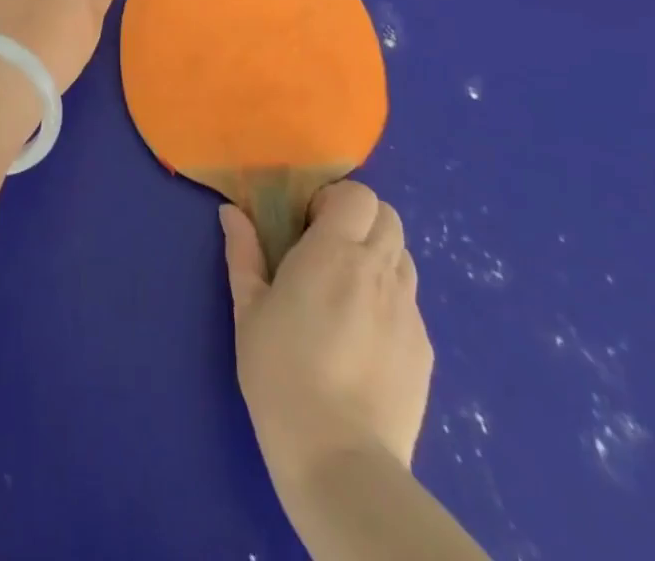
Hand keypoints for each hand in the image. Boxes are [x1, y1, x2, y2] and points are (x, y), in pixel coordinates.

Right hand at [223, 182, 432, 472]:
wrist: (340, 460)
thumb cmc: (280, 373)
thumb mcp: (248, 309)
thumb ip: (243, 253)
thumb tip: (231, 212)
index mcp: (335, 252)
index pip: (359, 195)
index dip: (336, 200)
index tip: (309, 223)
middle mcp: (378, 271)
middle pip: (389, 217)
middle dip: (361, 220)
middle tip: (328, 249)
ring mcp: (408, 311)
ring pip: (403, 257)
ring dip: (378, 256)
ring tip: (347, 290)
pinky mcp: (424, 349)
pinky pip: (410, 302)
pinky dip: (389, 299)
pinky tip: (364, 336)